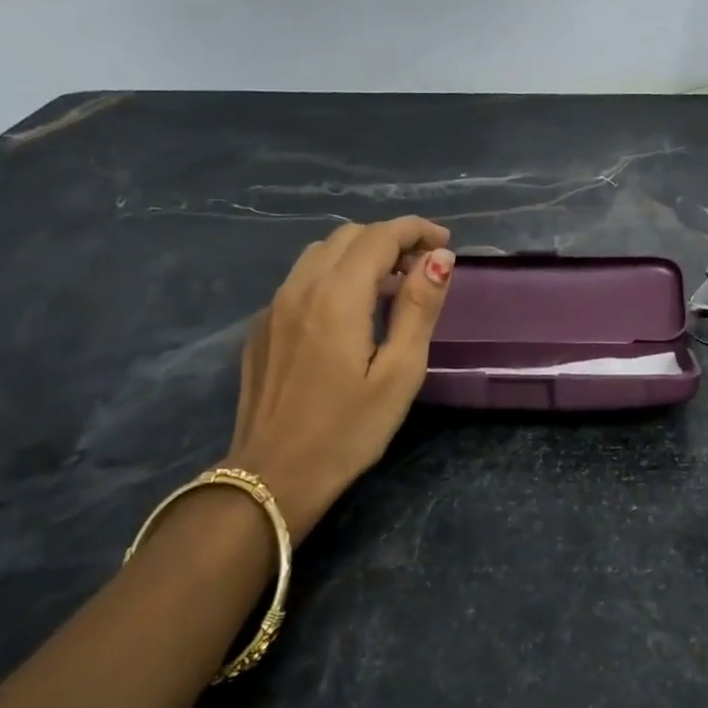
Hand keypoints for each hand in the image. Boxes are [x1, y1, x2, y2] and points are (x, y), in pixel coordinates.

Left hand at [225, 217, 454, 542]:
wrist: (272, 477)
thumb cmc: (348, 431)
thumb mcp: (399, 373)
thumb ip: (419, 308)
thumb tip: (439, 258)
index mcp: (337, 296)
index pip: (379, 236)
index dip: (416, 230)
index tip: (445, 243)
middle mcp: (299, 288)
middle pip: (348, 236)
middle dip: (391, 240)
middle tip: (424, 269)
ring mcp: (273, 307)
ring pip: (320, 254)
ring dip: (361, 255)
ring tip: (392, 286)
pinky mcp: (262, 328)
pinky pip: (302, 281)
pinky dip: (334, 276)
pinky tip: (350, 313)